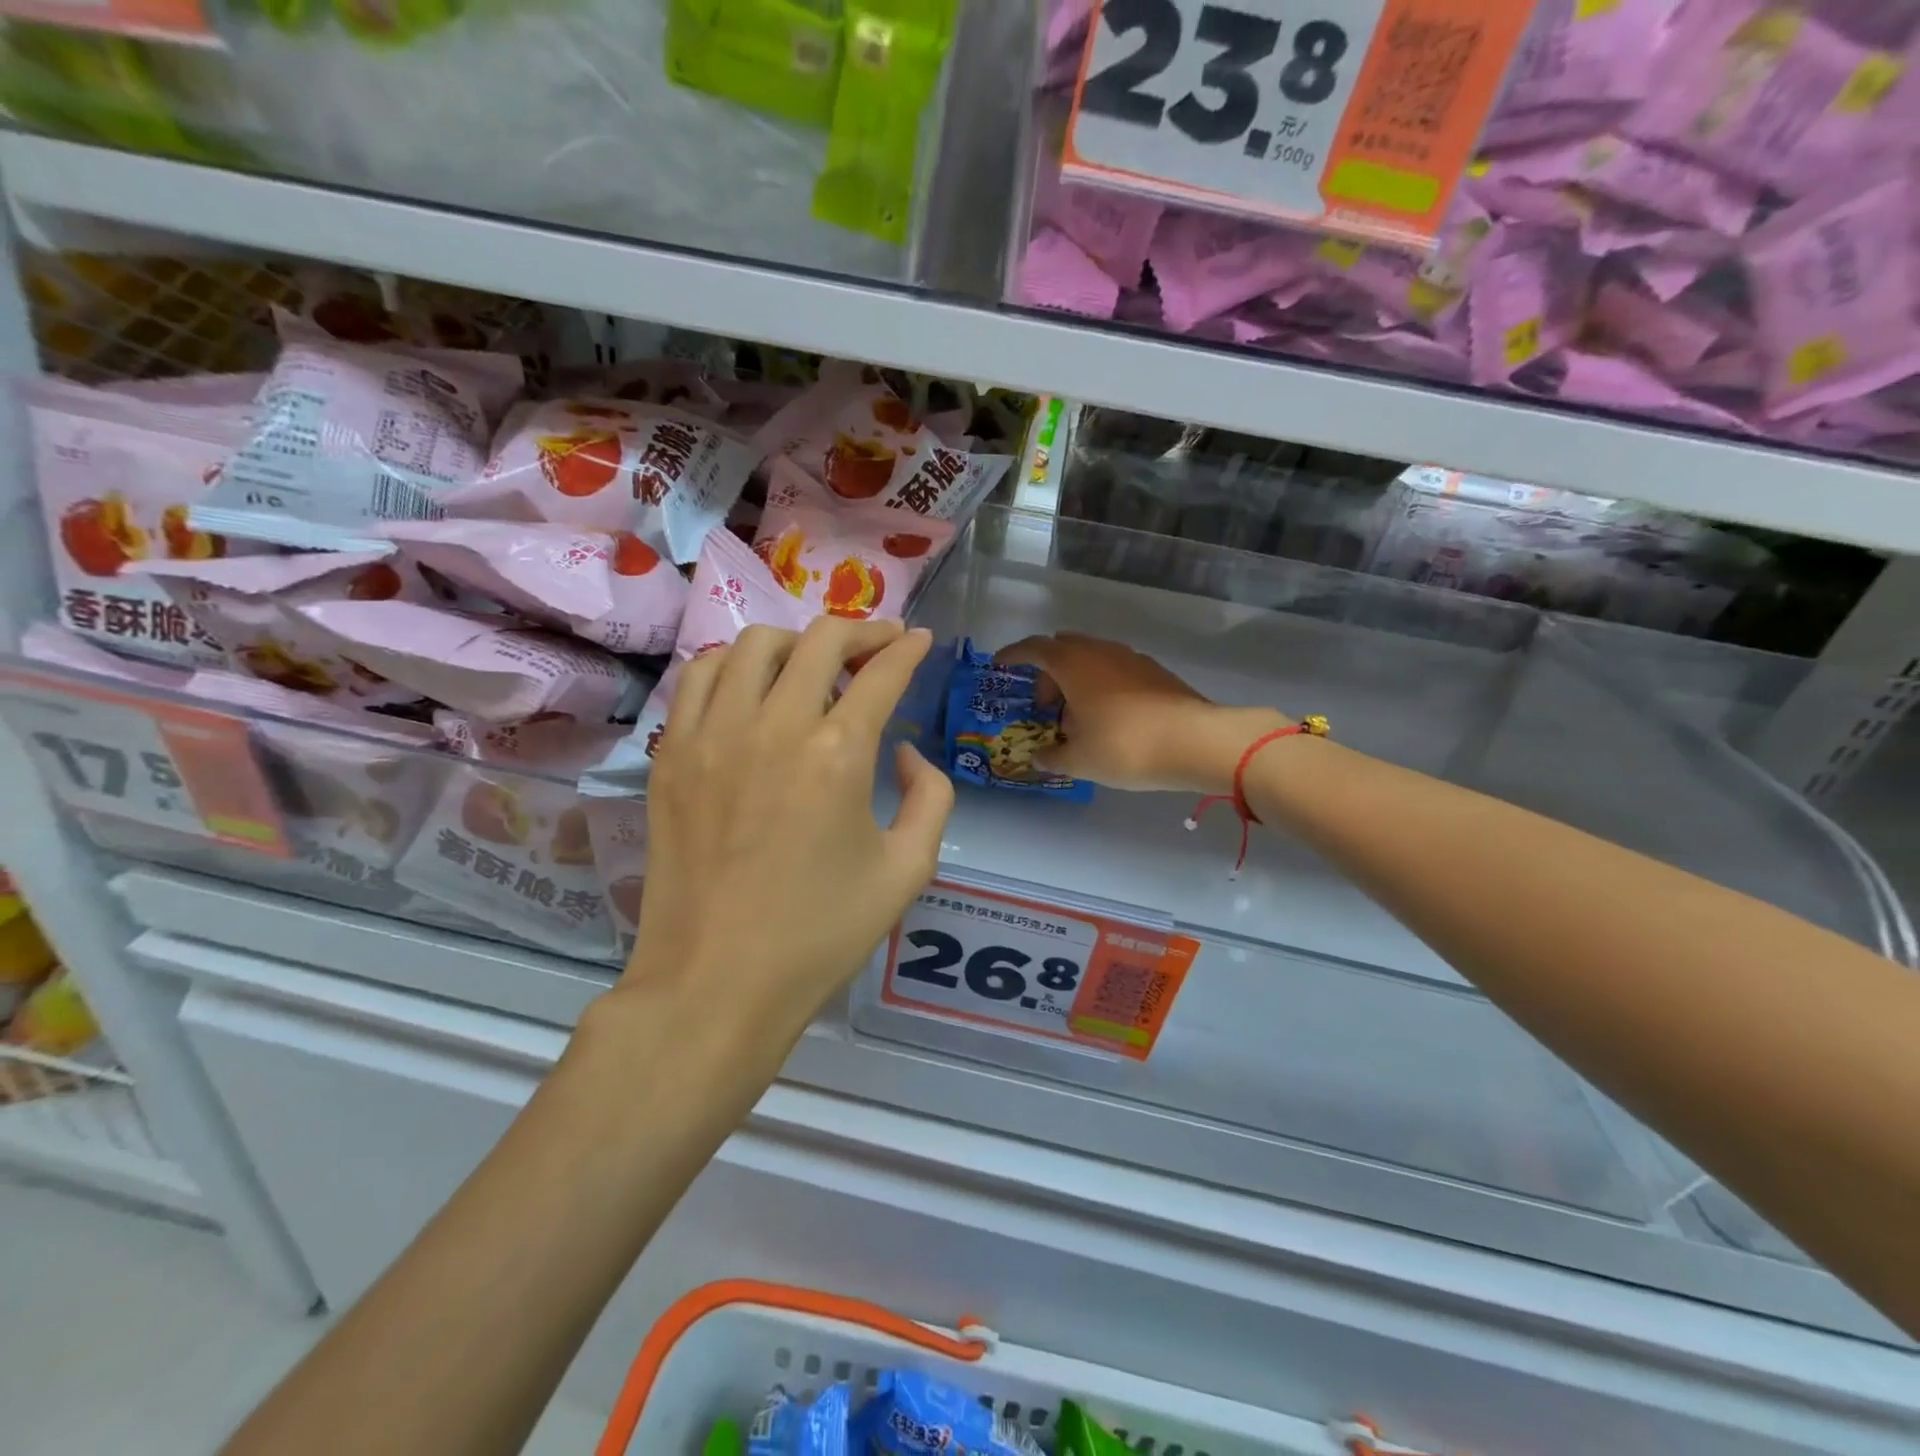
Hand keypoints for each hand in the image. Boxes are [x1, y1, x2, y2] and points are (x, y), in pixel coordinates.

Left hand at [629, 618, 954, 1044]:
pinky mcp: (672, 753)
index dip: (908, 649)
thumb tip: (906, 750)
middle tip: (879, 646)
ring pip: (755, 644)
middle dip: (862, 631)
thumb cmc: (820, 935)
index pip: (881, 673)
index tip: (920, 641)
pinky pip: (702, 676)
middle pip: (821, 639)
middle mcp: (774, 726)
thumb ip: (932, 796)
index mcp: (838, 755)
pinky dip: (735, 663)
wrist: (715, 983)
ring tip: (814, 666)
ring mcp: (713, 734)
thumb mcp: (908, 871)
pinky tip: (751, 687)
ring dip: (796, 641)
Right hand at [994, 632, 1288, 795]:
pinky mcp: (1155, 673)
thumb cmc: (1126, 746)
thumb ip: (1053, 757)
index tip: (999, 665)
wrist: (1197, 742)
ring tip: (1076, 717)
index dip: (1013, 655)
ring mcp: (1132, 659)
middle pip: (1063, 649)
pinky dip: (1101, 686)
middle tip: (1044, 706)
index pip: (1034, 648)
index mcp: (1073, 664)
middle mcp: (1101, 651)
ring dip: (1076, 681)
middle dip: (1048, 674)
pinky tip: (1108, 718)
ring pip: (1092, 659)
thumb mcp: (1079, 760)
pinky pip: (1115, 670)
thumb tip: (1039, 757)